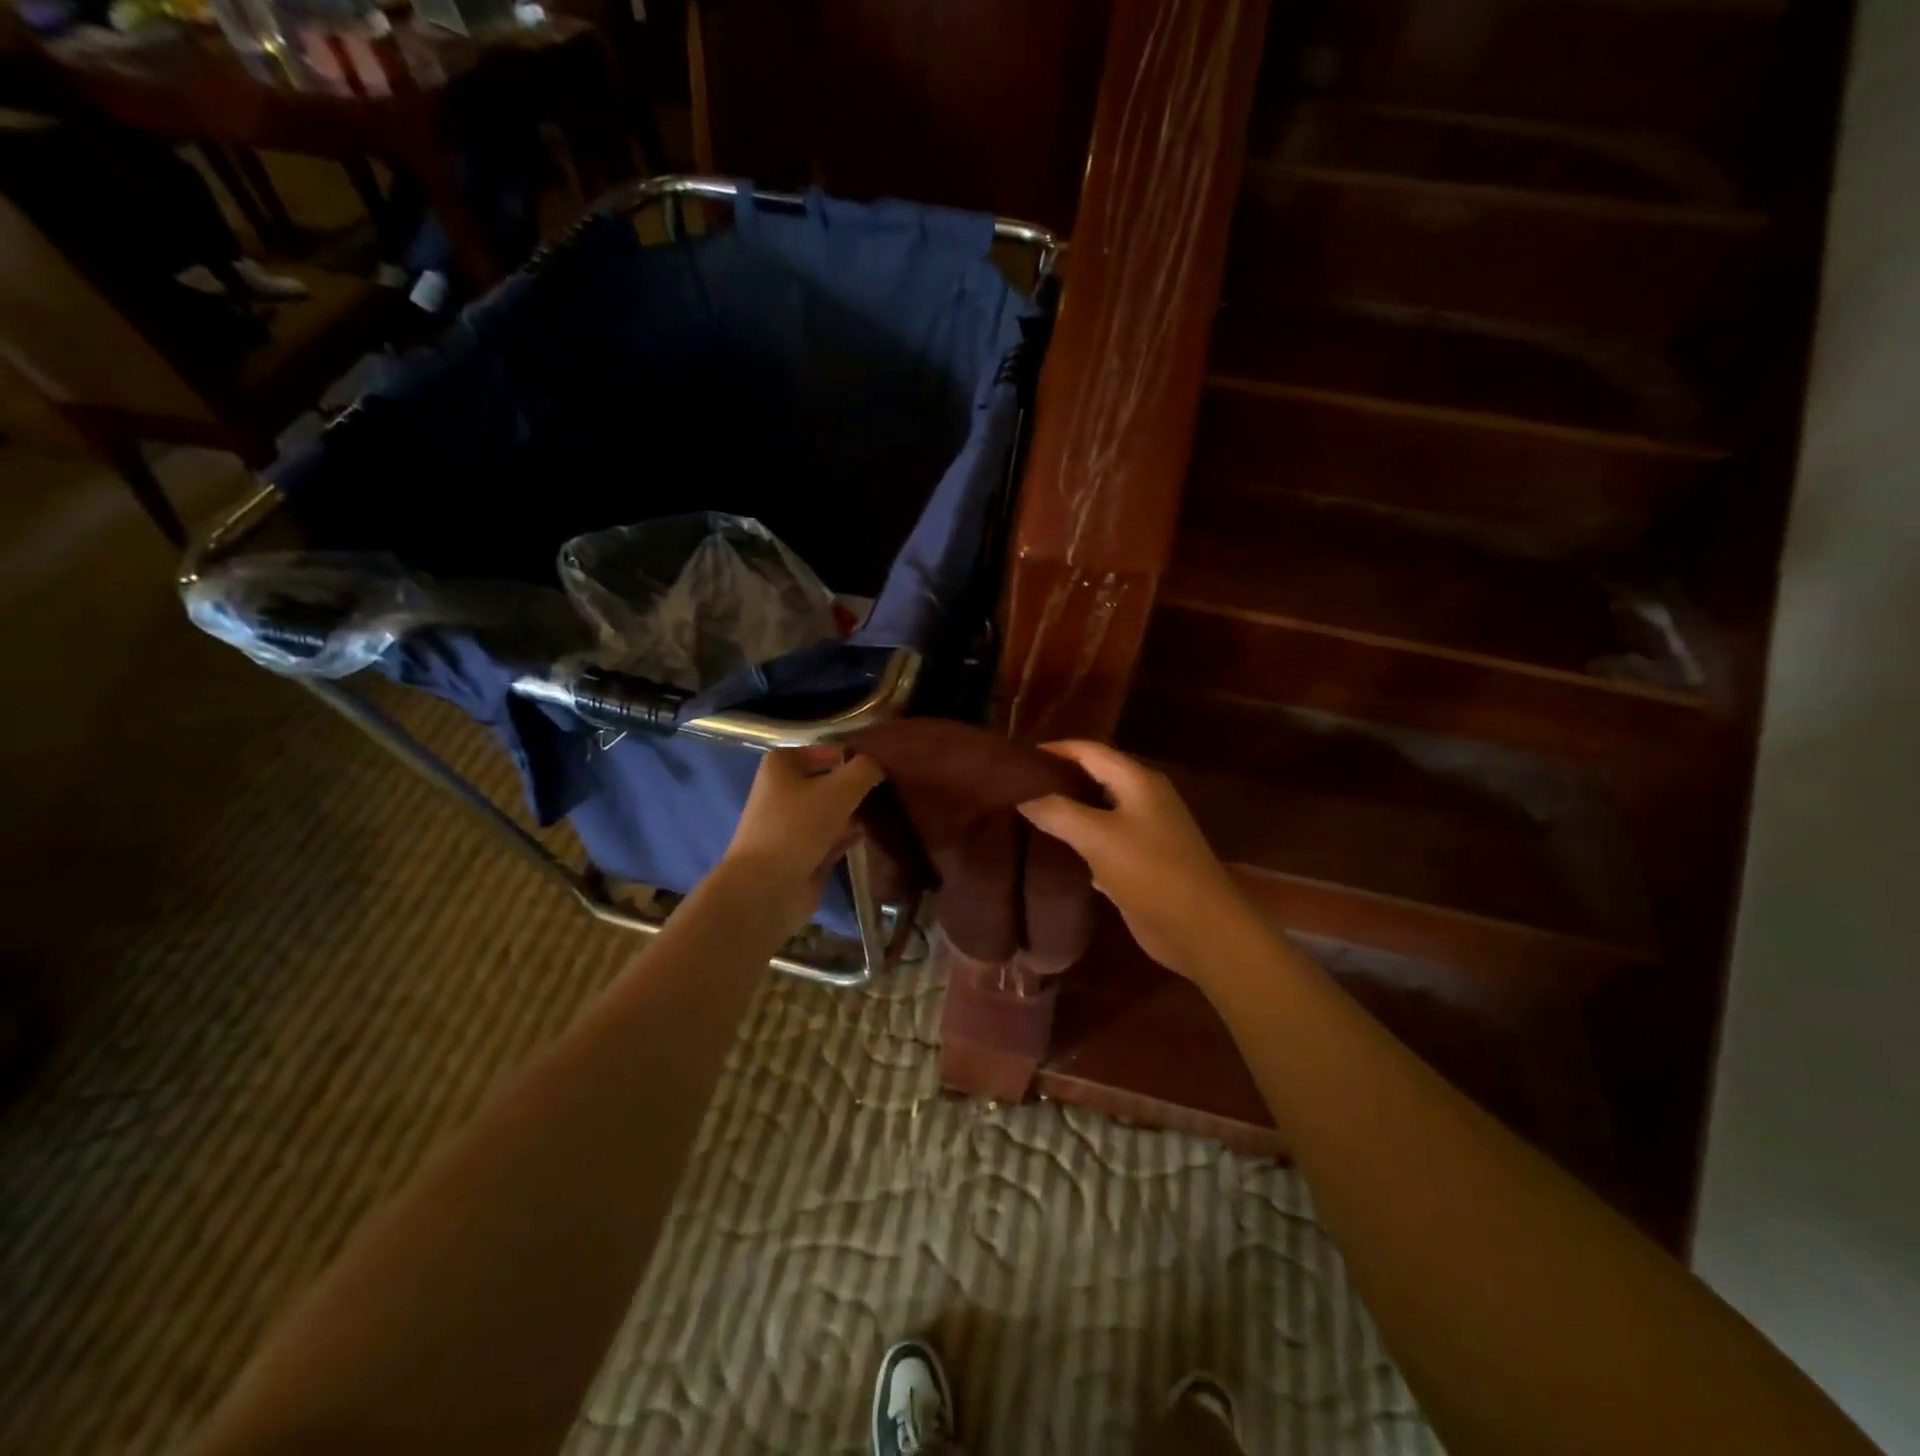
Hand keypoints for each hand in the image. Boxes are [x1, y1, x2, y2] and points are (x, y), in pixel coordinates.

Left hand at [718, 746, 884, 935]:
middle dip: (855, 786)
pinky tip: (873, 835)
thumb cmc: (799, 825)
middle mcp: (781, 792)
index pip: (823, 750)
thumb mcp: (841, 788)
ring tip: (887, 810)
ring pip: (830, 812)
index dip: (851, 756)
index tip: (881, 766)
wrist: (767, 887)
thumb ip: (865, 770)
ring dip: (854, 812)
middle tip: (890, 788)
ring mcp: (790, 826)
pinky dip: (848, 836)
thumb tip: (879, 764)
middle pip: (827, 782)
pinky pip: (830, 839)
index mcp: (780, 766)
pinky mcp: (800, 855)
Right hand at [1017, 740, 1261, 982]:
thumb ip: (1058, 811)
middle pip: (1094, 776)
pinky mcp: (1140, 861)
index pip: (1089, 750)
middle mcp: (1142, 798)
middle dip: (1057, 778)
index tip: (1017, 758)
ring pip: (1097, 809)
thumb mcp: (1098, 836)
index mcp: (1138, 780)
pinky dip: (1078, 839)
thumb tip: (1022, 796)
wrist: (1201, 929)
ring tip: (1025, 813)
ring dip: (1066, 809)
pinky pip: (1102, 840)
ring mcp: (1144, 830)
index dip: (1054, 749)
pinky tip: (1051, 848)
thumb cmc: (1152, 872)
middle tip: (1015, 786)